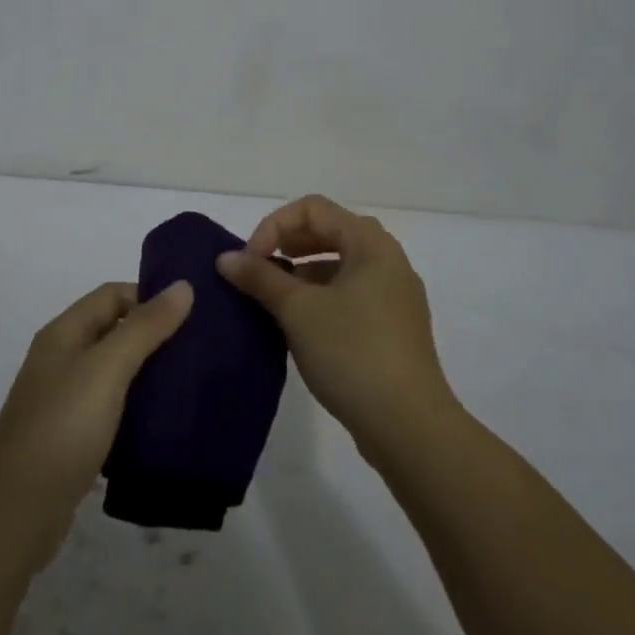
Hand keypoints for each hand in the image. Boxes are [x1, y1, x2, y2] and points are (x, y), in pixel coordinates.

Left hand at [0, 281, 193, 565]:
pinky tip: (164, 422)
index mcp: (63, 333)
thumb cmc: (63, 428)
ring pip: (114, 372)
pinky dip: (137, 408)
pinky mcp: (72, 437)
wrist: (17, 512)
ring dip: (148, 372)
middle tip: (199, 348)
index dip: (149, 296)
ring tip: (190, 383)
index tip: (191, 315)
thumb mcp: (107, 369)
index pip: (112, 295)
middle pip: (113, 331)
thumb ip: (145, 327)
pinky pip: (111, 408)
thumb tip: (183, 286)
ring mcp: (64, 400)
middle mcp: (61, 360)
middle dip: (154, 334)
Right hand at [218, 195, 457, 452]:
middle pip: (329, 231)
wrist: (409, 426)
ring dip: (302, 272)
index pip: (313, 209)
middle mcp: (388, 260)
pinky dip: (321, 297)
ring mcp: (395, 295)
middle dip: (288, 245)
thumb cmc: (352, 352)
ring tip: (275, 299)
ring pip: (340, 265)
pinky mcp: (394, 327)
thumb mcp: (298, 310)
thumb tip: (226, 258)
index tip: (250, 261)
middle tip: (259, 271)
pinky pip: (351, 294)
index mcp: (371, 244)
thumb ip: (260, 277)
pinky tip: (301, 325)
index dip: (274, 225)